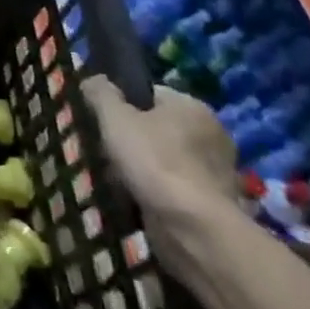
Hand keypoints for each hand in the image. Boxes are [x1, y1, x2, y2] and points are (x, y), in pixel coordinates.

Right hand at [79, 77, 237, 226]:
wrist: (194, 229)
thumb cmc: (154, 162)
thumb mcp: (115, 118)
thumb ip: (101, 93)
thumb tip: (93, 79)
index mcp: (192, 106)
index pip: (149, 94)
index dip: (122, 104)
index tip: (101, 122)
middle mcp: (211, 134)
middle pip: (157, 128)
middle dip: (131, 140)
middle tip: (104, 152)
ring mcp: (216, 171)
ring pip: (164, 160)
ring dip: (142, 168)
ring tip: (115, 179)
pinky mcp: (214, 204)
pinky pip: (174, 188)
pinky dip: (156, 192)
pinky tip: (135, 199)